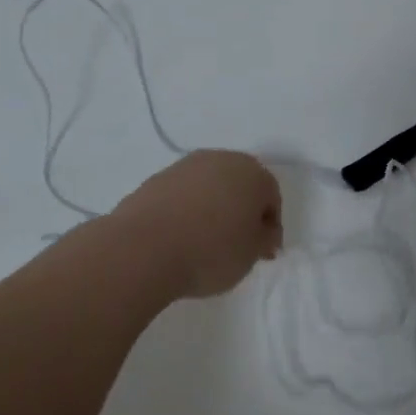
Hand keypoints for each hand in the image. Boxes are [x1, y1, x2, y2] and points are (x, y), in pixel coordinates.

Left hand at [114, 150, 283, 299]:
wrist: (145, 248)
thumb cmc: (211, 251)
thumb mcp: (251, 254)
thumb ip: (263, 239)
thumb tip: (264, 231)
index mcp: (252, 173)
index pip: (270, 196)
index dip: (269, 226)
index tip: (262, 253)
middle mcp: (220, 160)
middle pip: (240, 185)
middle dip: (242, 210)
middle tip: (237, 244)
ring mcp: (185, 166)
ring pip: (210, 186)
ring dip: (213, 207)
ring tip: (205, 241)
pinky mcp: (156, 178)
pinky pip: (183, 194)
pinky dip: (187, 210)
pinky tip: (180, 236)